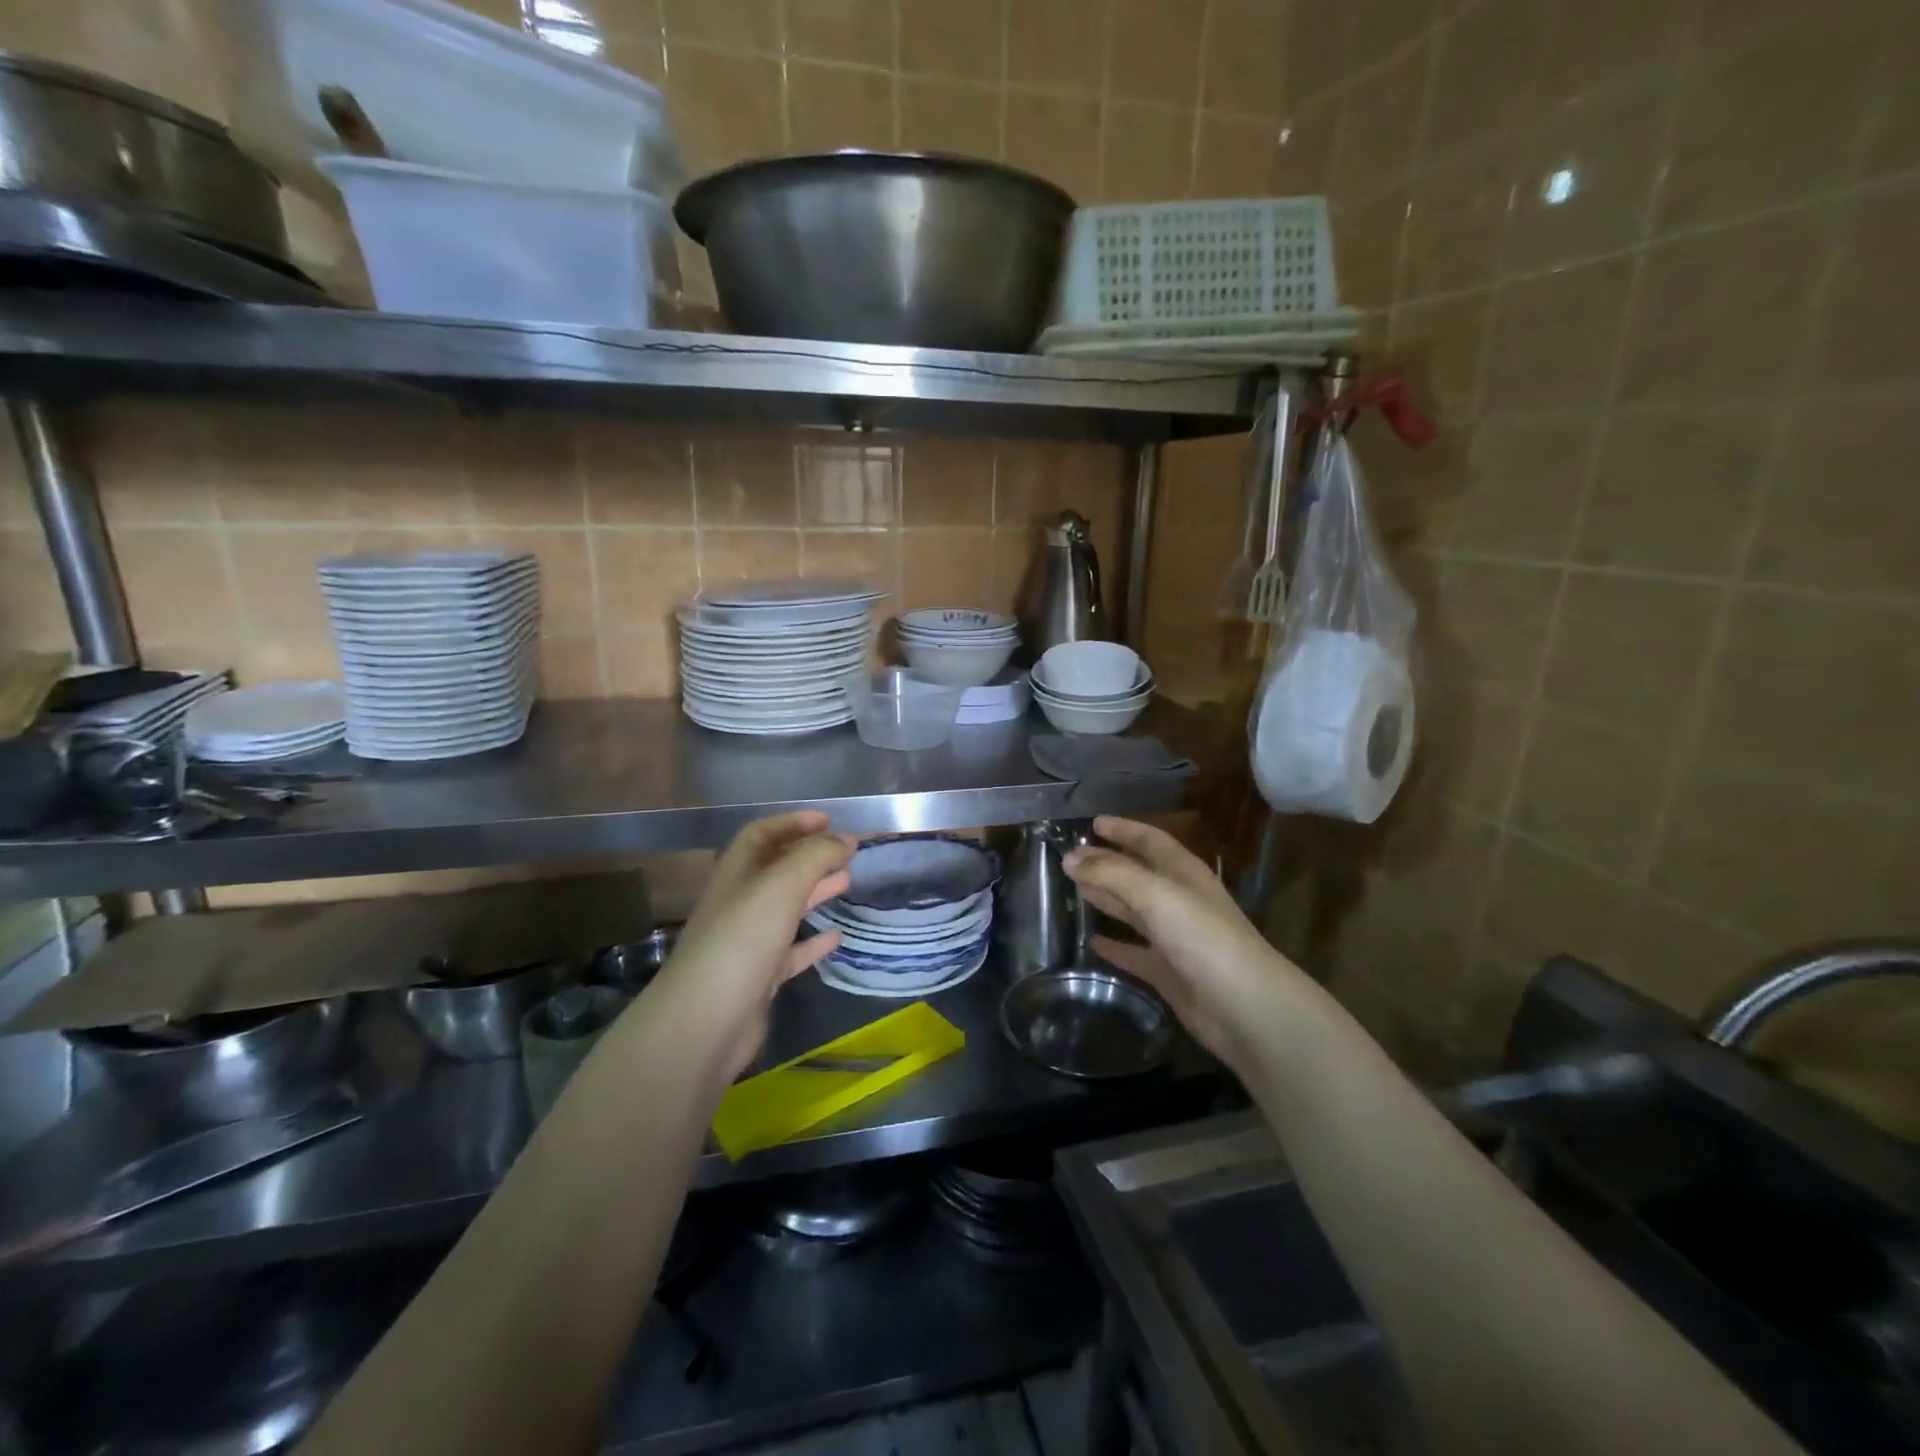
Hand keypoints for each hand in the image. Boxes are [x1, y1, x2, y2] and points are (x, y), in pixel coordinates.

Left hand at [645, 811, 854, 1078]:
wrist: (705, 1022)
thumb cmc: (741, 940)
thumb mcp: (781, 886)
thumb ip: (815, 857)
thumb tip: (844, 839)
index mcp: (736, 874)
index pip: (761, 834)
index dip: (792, 822)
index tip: (829, 820)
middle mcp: (739, 903)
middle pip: (776, 869)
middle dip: (810, 856)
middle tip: (847, 852)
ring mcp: (747, 942)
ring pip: (786, 908)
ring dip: (815, 892)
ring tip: (847, 882)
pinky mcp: (759, 978)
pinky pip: (791, 951)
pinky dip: (814, 941)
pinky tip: (837, 937)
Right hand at [1064, 816, 1307, 1074]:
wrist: (1244, 1007)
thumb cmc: (1203, 938)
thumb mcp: (1156, 895)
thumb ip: (1111, 874)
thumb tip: (1069, 858)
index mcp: (1184, 874)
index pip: (1150, 841)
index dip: (1124, 829)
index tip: (1093, 822)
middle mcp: (1180, 901)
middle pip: (1138, 874)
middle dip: (1107, 863)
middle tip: (1071, 859)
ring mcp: (1175, 939)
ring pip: (1134, 911)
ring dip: (1107, 899)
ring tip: (1075, 890)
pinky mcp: (1168, 973)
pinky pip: (1134, 953)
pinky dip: (1114, 946)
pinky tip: (1092, 942)